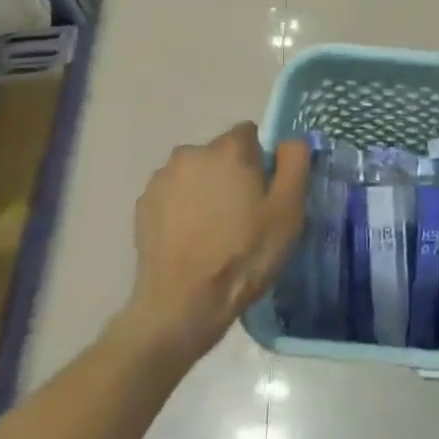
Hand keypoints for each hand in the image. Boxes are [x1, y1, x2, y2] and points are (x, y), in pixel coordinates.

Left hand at [124, 124, 308, 361]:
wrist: (182, 305)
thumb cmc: (243, 255)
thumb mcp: (287, 211)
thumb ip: (295, 163)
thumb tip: (291, 140)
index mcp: (228, 149)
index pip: (249, 134)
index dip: (260, 161)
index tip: (264, 194)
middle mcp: (191, 153)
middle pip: (220, 154)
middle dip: (231, 175)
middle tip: (242, 216)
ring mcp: (162, 179)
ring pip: (195, 174)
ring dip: (205, 190)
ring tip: (214, 232)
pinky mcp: (143, 205)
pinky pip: (173, 195)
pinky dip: (183, 208)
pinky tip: (191, 240)